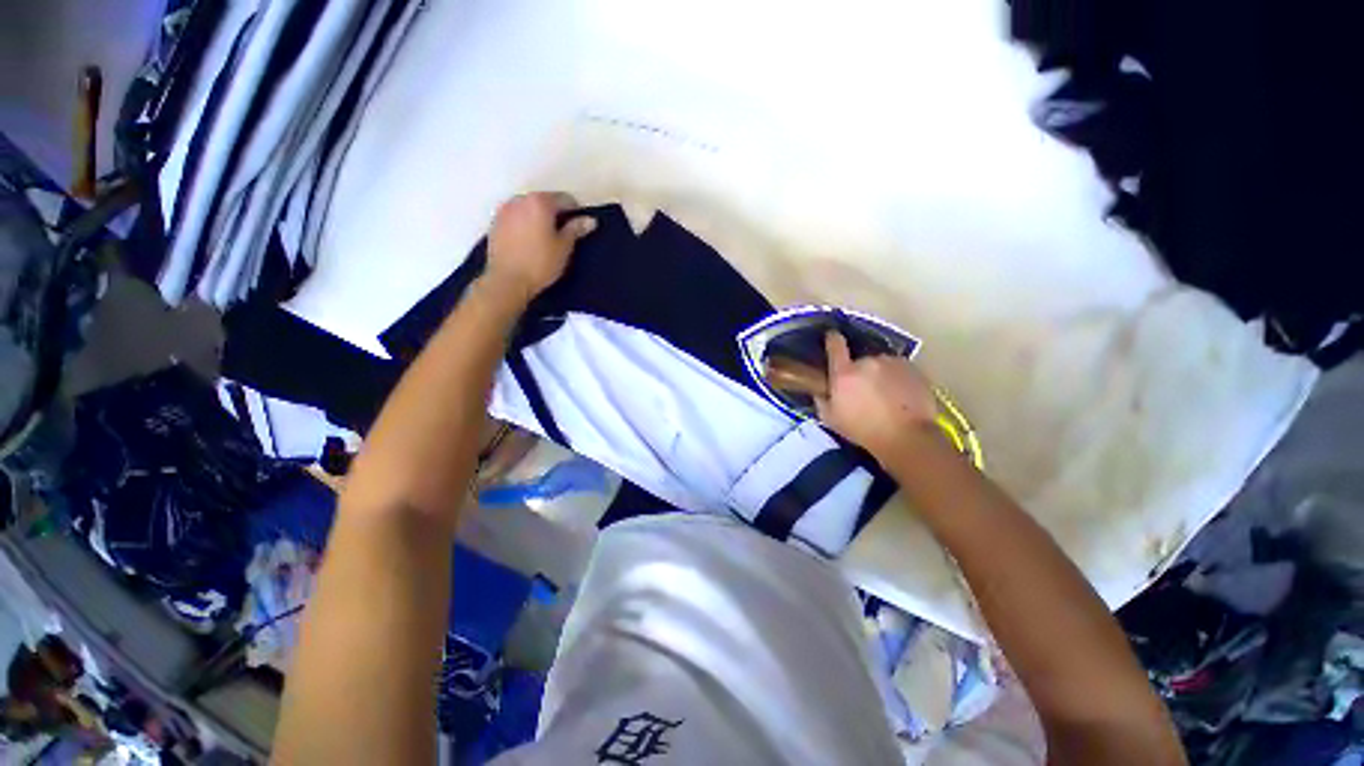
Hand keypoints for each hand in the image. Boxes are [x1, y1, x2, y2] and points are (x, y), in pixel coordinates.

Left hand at [484, 192, 596, 304]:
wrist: (507, 281)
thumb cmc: (540, 264)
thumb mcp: (564, 248)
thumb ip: (576, 229)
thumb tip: (590, 220)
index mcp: (540, 202)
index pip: (565, 199)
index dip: (576, 212)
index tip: (580, 227)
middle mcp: (520, 199)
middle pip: (544, 200)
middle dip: (555, 213)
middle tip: (563, 234)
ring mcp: (504, 210)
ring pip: (528, 208)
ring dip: (538, 217)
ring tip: (545, 238)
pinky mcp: (494, 223)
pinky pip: (515, 217)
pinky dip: (524, 224)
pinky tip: (529, 241)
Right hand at [815, 331, 938, 456]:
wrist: (907, 437)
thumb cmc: (863, 430)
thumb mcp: (831, 419)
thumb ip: (821, 400)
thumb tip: (820, 390)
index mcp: (844, 373)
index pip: (835, 345)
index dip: (832, 339)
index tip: (831, 337)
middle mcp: (867, 361)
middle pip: (860, 360)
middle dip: (860, 372)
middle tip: (864, 391)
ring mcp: (892, 363)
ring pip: (881, 364)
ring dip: (880, 375)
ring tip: (885, 395)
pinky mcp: (913, 369)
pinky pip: (899, 369)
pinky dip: (897, 378)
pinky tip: (900, 396)